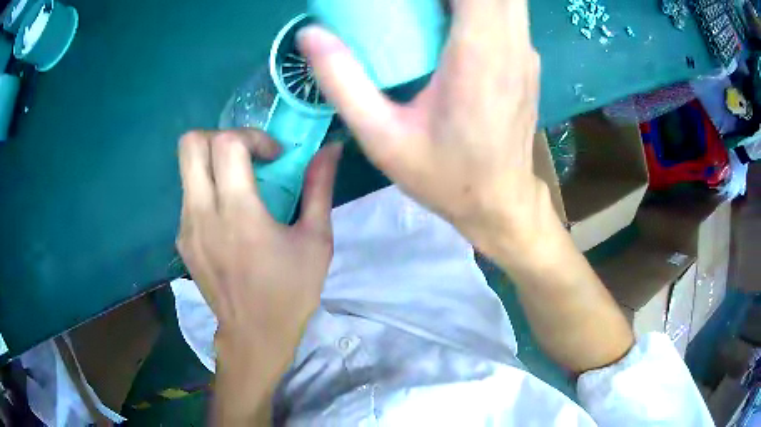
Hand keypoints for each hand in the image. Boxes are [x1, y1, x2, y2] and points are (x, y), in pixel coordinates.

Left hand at [176, 129, 341, 403]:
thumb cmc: (290, 291)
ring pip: (186, 167)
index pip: (227, 144)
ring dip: (214, 162)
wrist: (254, 335)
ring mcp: (185, 227)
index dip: (253, 136)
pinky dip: (208, 188)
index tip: (274, 157)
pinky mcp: (181, 240)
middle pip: (191, 144)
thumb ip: (319, 188)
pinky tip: (228, 214)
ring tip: (240, 184)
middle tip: (246, 155)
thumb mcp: (316, 240)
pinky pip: (188, 195)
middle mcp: (202, 214)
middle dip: (220, 136)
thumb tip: (331, 149)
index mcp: (238, 213)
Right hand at [299, 0, 547, 259]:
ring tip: (430, 11)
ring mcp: (526, 53)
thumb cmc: (444, 176)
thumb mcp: (382, 137)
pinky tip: (453, 23)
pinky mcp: (529, 61)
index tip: (405, 0)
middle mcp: (512, 46)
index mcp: (477, 55)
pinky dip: (482, 6)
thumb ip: (342, 81)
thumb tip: (310, 34)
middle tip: (414, 6)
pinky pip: (508, 15)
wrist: (501, 202)